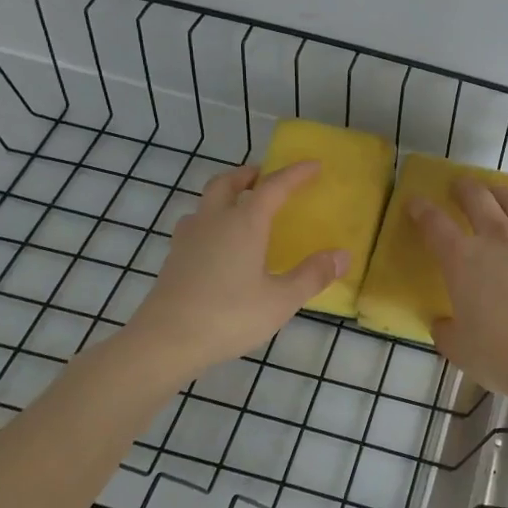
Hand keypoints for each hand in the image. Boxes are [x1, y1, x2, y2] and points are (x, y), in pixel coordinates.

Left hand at [122, 162, 346, 378]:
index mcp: (244, 223)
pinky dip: (211, 220)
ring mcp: (188, 239)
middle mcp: (214, 221)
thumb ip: (312, 275)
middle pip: (227, 182)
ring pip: (206, 202)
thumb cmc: (229, 316)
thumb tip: (343, 255)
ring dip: (225, 195)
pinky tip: (218, 244)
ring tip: (241, 209)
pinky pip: (195, 225)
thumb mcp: (281, 300)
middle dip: (249, 174)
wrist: (165, 341)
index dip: (295, 173)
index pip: (273, 187)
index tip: (313, 165)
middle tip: (265, 177)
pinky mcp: (173, 258)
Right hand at [408, 181, 507, 403]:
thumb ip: (446, 331)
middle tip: (460, 189)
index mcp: (462, 260)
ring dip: (500, 193)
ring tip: (498, 195)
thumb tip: (442, 322)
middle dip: (463, 188)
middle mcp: (497, 236)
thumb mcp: (461, 350)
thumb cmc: (506, 357)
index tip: (416, 204)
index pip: (434, 224)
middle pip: (475, 196)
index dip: (421, 210)